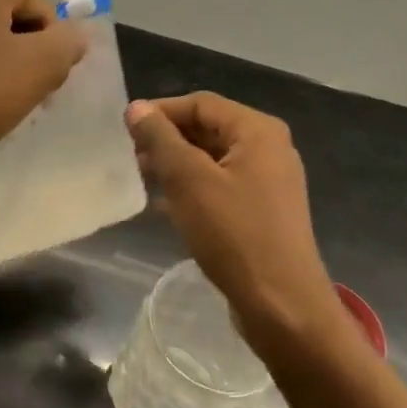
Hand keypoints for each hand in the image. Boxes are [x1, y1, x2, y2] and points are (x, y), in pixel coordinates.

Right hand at [126, 93, 347, 355]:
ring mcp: (269, 181)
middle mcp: (269, 148)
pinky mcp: (263, 211)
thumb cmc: (234, 234)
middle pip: (209, 128)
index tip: (125, 130)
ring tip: (142, 178)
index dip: (161, 111)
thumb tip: (137, 108)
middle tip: (130, 156)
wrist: (281, 304)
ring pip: (213, 159)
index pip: (201, 103)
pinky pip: (221, 185)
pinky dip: (193, 188)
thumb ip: (161, 139)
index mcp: (258, 131)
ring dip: (177, 165)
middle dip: (168, 139)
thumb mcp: (189, 180)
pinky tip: (165, 206)